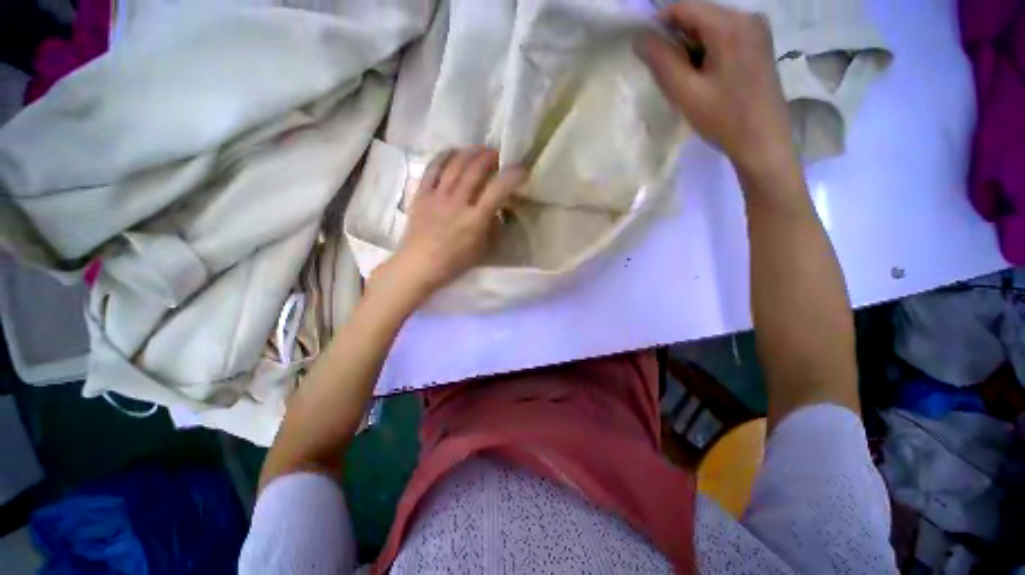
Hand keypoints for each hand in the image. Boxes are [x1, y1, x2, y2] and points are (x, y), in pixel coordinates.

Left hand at [370, 146, 525, 308]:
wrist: (418, 265)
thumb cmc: (453, 262)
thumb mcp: (482, 250)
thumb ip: (492, 227)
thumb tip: (498, 209)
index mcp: (474, 220)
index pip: (497, 191)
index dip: (513, 176)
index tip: (522, 170)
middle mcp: (457, 203)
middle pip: (475, 170)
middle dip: (490, 157)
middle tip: (498, 155)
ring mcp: (437, 196)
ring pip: (455, 165)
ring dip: (470, 152)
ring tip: (479, 149)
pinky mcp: (422, 194)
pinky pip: (433, 168)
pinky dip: (444, 156)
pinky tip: (453, 151)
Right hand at [636, 1, 793, 175]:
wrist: (763, 141)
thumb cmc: (724, 118)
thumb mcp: (686, 92)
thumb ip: (661, 62)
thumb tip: (640, 38)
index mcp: (730, 25)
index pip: (684, 8)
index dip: (659, 24)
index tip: (645, 50)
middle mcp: (747, 17)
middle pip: (699, 17)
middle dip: (677, 42)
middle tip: (669, 75)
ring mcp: (756, 30)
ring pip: (710, 29)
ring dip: (691, 50)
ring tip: (687, 82)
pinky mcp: (759, 44)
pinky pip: (723, 38)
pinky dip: (706, 53)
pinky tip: (704, 78)